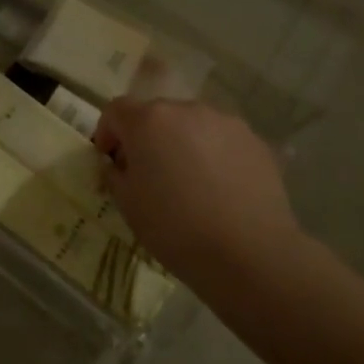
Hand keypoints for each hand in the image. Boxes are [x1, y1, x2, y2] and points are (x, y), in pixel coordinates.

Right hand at [93, 99, 318, 289]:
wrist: (249, 254)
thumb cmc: (174, 228)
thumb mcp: (127, 204)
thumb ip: (114, 174)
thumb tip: (118, 164)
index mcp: (148, 120)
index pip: (116, 110)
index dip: (108, 133)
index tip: (110, 161)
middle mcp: (186, 109)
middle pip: (156, 114)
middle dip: (146, 138)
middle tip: (148, 174)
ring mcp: (225, 123)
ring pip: (191, 125)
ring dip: (181, 144)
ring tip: (188, 182)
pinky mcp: (255, 141)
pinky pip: (222, 141)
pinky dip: (213, 155)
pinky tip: (219, 190)